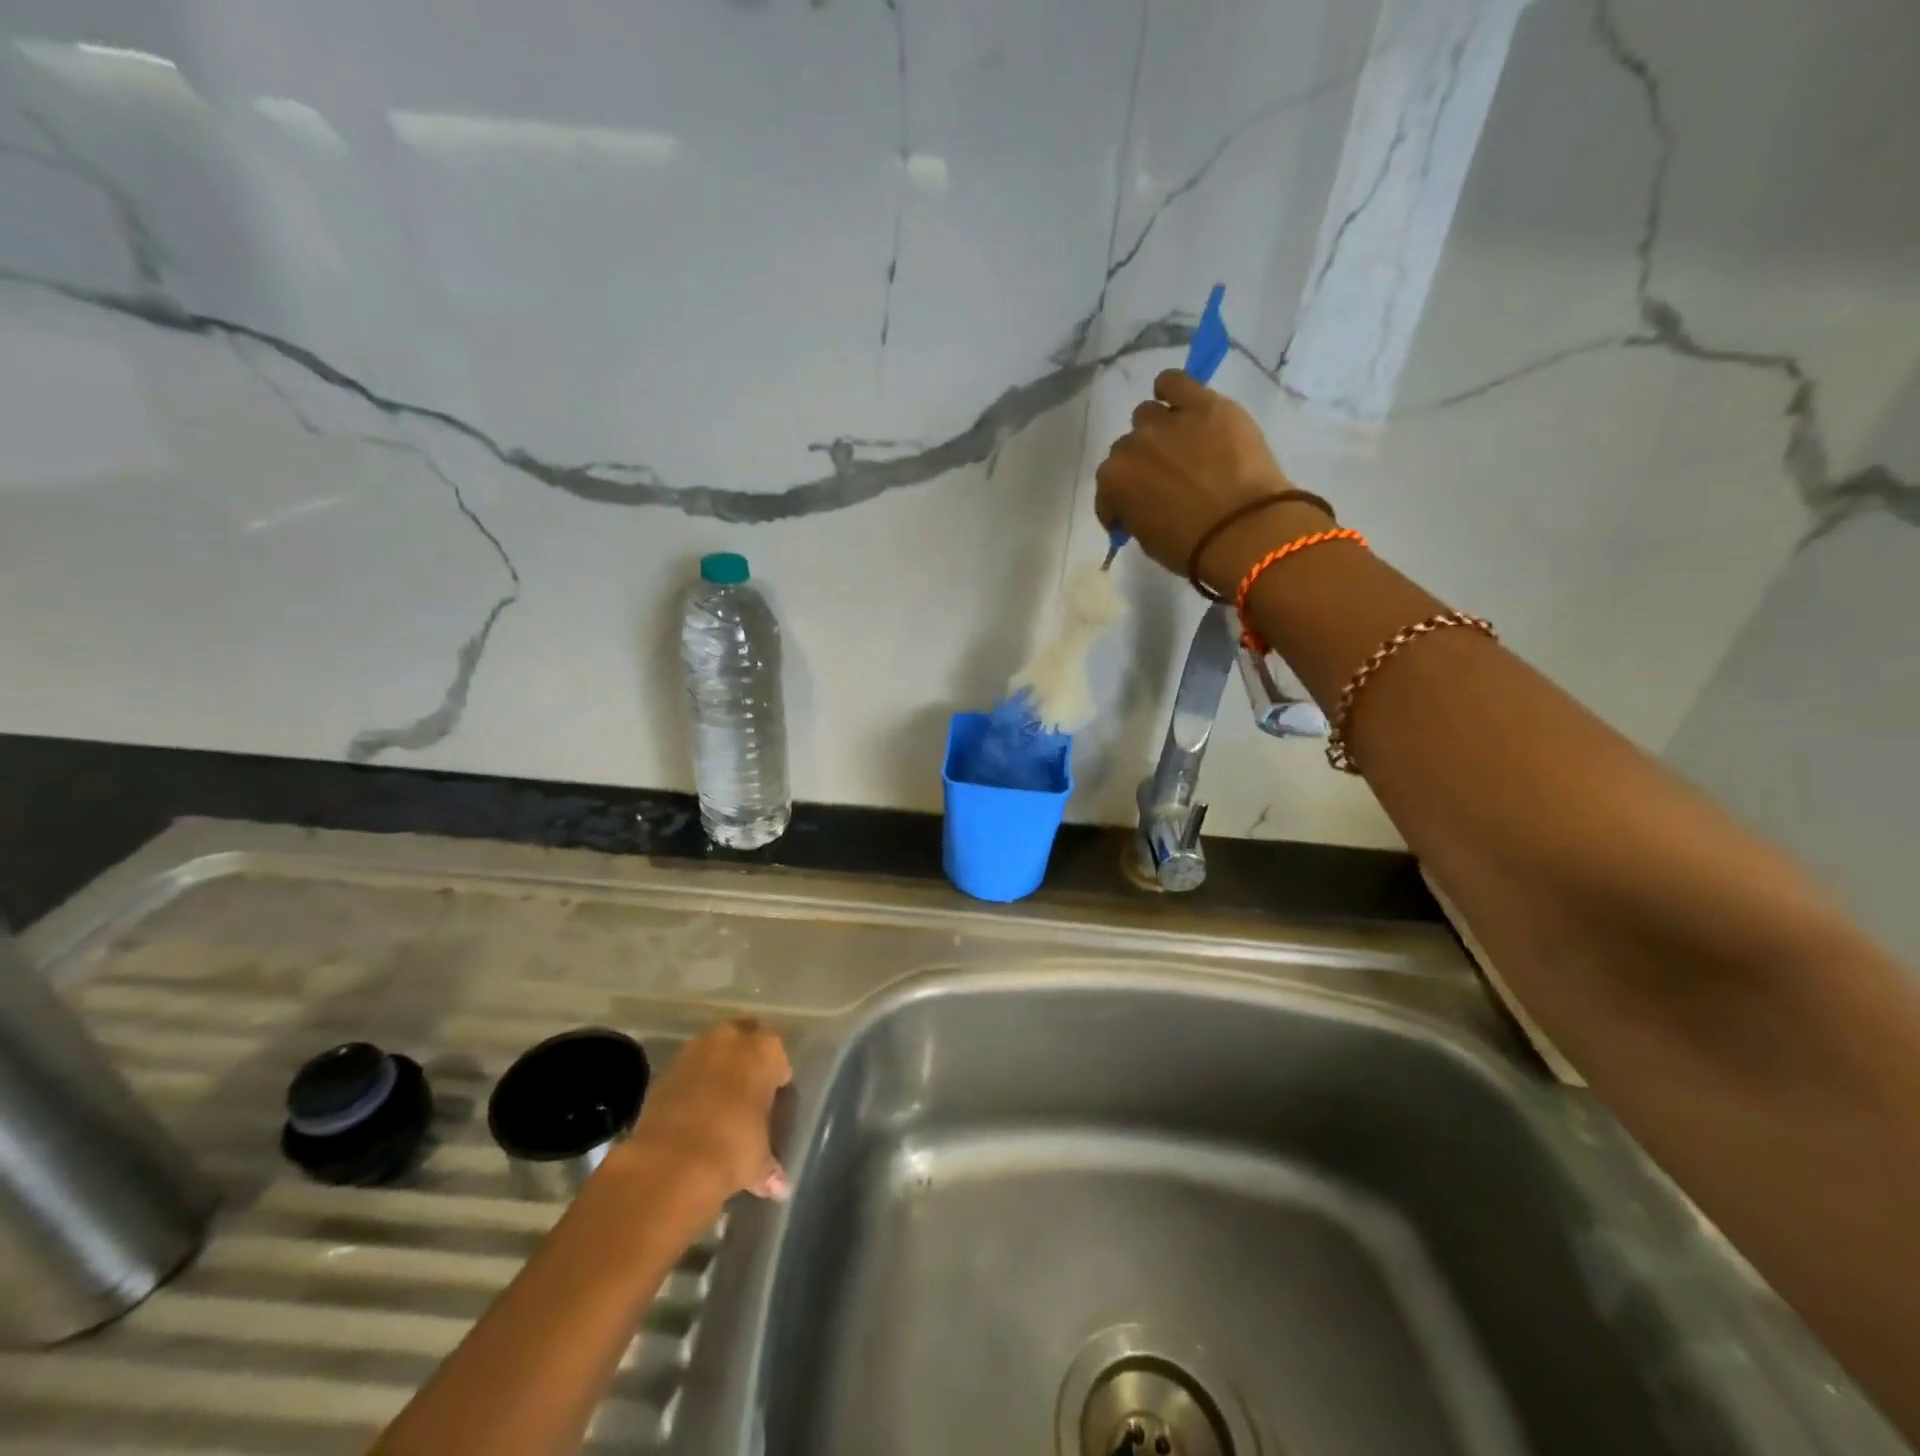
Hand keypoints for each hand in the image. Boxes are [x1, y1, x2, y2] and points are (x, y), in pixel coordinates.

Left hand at [624, 1020, 791, 1200]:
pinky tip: (691, 1110)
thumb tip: (779, 1186)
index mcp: (765, 1052)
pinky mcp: (664, 1071)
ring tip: (718, 1096)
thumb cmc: (733, 1149)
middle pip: (744, 1035)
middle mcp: (731, 1040)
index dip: (776, 1073)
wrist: (671, 1162)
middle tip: (747, 1085)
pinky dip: (690, 1083)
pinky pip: (685, 1070)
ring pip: (712, 1048)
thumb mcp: (758, 1161)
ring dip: (715, 1064)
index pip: (778, 1053)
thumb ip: (769, 1166)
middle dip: (745, 1055)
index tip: (774, 1094)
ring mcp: (694, 1051)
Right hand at [1095, 371, 1329, 593]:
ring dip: (1156, 430)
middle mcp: (1131, 446)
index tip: (1133, 514)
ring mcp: (1167, 422)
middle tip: (1163, 481)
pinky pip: (1175, 381)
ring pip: (1147, 415)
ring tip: (1178, 445)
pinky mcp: (1203, 404)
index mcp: (1113, 482)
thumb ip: (1133, 514)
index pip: (1107, 489)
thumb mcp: (1147, 540)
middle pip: (1127, 448)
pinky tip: (1180, 401)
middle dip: (1141, 464)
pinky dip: (1172, 390)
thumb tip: (1137, 506)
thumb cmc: (1191, 547)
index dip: (1119, 503)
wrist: (1243, 530)